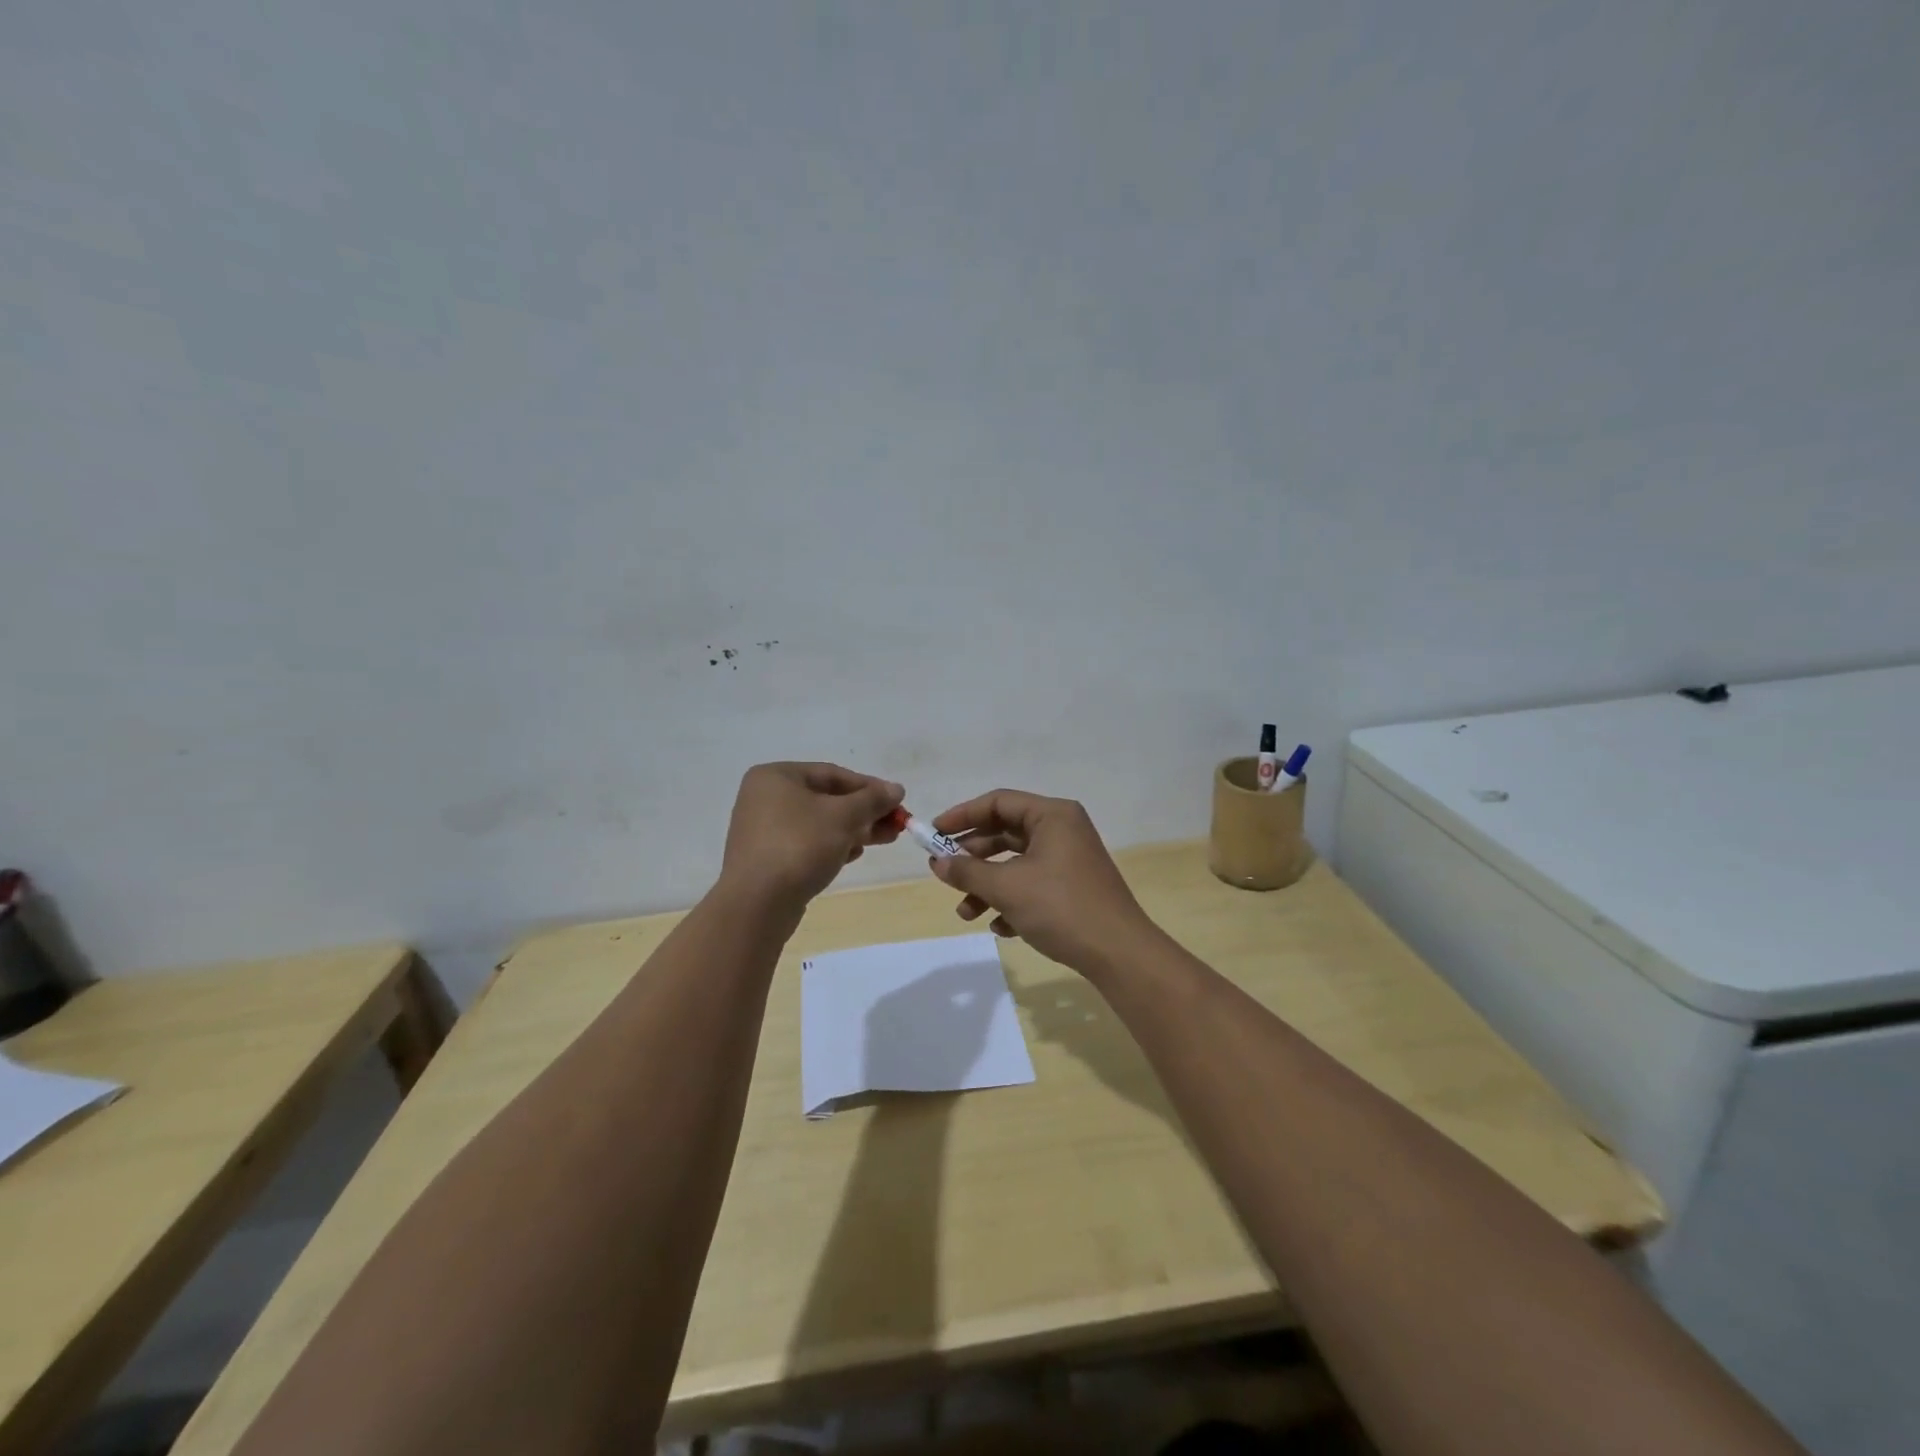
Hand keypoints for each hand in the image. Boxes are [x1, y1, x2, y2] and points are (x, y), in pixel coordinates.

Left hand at [720, 763, 904, 909]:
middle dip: (864, 812)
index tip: (897, 802)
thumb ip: (872, 799)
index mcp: (776, 776)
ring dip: (852, 829)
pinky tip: (852, 855)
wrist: (757, 904)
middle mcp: (764, 797)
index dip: (869, 787)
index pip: (832, 773)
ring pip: (818, 823)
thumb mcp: (843, 817)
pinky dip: (831, 846)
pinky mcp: (766, 858)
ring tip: (883, 841)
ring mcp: (763, 829)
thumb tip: (896, 789)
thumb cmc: (800, 846)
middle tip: (895, 825)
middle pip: (826, 799)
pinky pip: (806, 843)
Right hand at [927, 789, 1158, 977]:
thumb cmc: (1060, 907)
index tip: (934, 834)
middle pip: (1006, 832)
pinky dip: (1012, 901)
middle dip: (973, 857)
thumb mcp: (1006, 887)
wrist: (1118, 953)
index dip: (962, 816)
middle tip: (944, 872)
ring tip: (966, 913)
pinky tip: (999, 927)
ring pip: (1017, 863)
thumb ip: (968, 872)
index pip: (998, 802)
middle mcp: (1063, 830)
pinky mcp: (1074, 888)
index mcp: (1052, 815)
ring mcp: (1070, 860)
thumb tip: (938, 863)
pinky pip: (1033, 884)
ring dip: (988, 886)